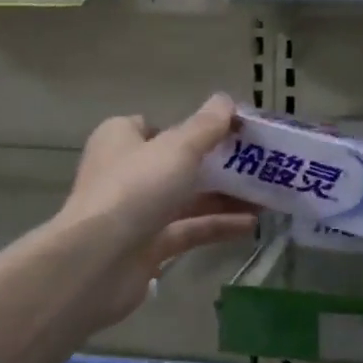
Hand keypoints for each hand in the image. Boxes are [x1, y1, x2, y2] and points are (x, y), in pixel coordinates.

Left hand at [56, 94, 258, 330]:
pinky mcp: (147, 247)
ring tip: (266, 196)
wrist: (97, 262)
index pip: (157, 126)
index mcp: (121, 140)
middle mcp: (125, 173)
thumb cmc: (135, 189)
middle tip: (258, 165)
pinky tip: (251, 224)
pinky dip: (217, 226)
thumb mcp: (178, 149)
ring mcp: (135, 213)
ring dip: (223, 197)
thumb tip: (225, 100)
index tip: (230, 132)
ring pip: (186, 199)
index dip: (192, 127)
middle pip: (178, 164)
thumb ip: (206, 126)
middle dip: (217, 165)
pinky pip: (188, 230)